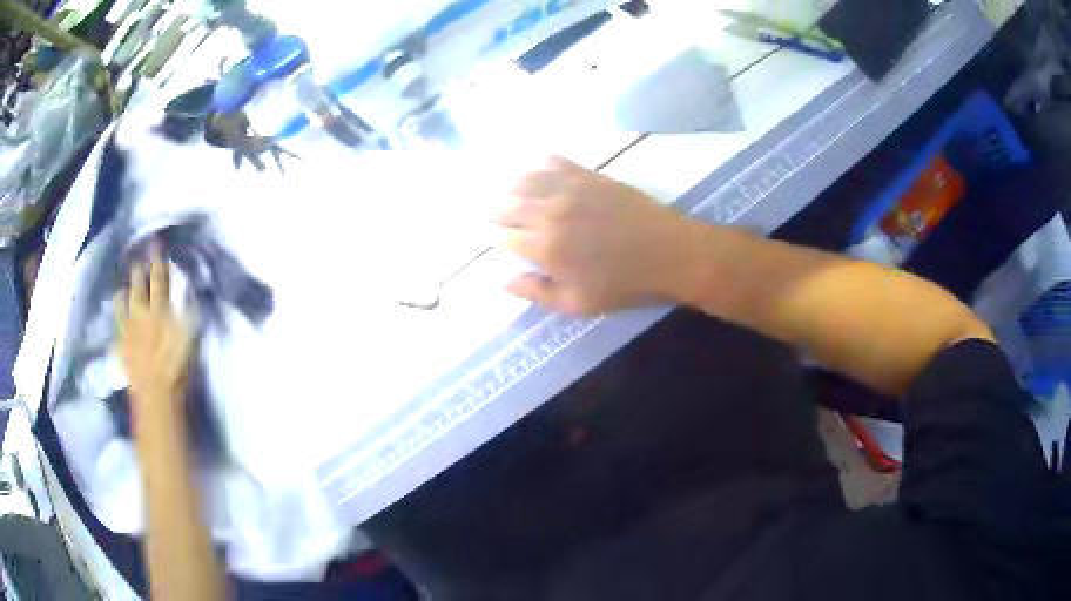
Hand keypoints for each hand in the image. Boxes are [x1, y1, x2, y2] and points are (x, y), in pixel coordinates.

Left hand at [115, 253, 191, 402]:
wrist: (155, 394)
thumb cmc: (177, 368)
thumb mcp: (189, 338)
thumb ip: (188, 314)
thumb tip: (189, 294)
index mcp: (160, 310)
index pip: (159, 280)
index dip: (158, 262)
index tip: (157, 245)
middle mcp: (142, 314)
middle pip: (138, 286)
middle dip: (139, 271)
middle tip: (138, 260)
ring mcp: (129, 330)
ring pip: (123, 303)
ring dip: (124, 293)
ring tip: (123, 287)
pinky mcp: (122, 346)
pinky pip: (117, 326)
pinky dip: (117, 318)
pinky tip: (117, 316)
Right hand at [498, 156, 697, 314]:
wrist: (670, 254)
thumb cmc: (626, 285)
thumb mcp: (578, 304)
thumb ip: (537, 293)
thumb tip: (501, 281)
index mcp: (546, 249)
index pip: (504, 238)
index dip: (498, 241)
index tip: (501, 243)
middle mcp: (550, 214)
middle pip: (508, 206)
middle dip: (499, 213)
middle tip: (499, 217)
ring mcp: (570, 190)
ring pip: (525, 180)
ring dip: (513, 186)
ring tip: (511, 191)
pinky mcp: (589, 176)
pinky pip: (556, 162)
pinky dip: (542, 164)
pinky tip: (540, 168)